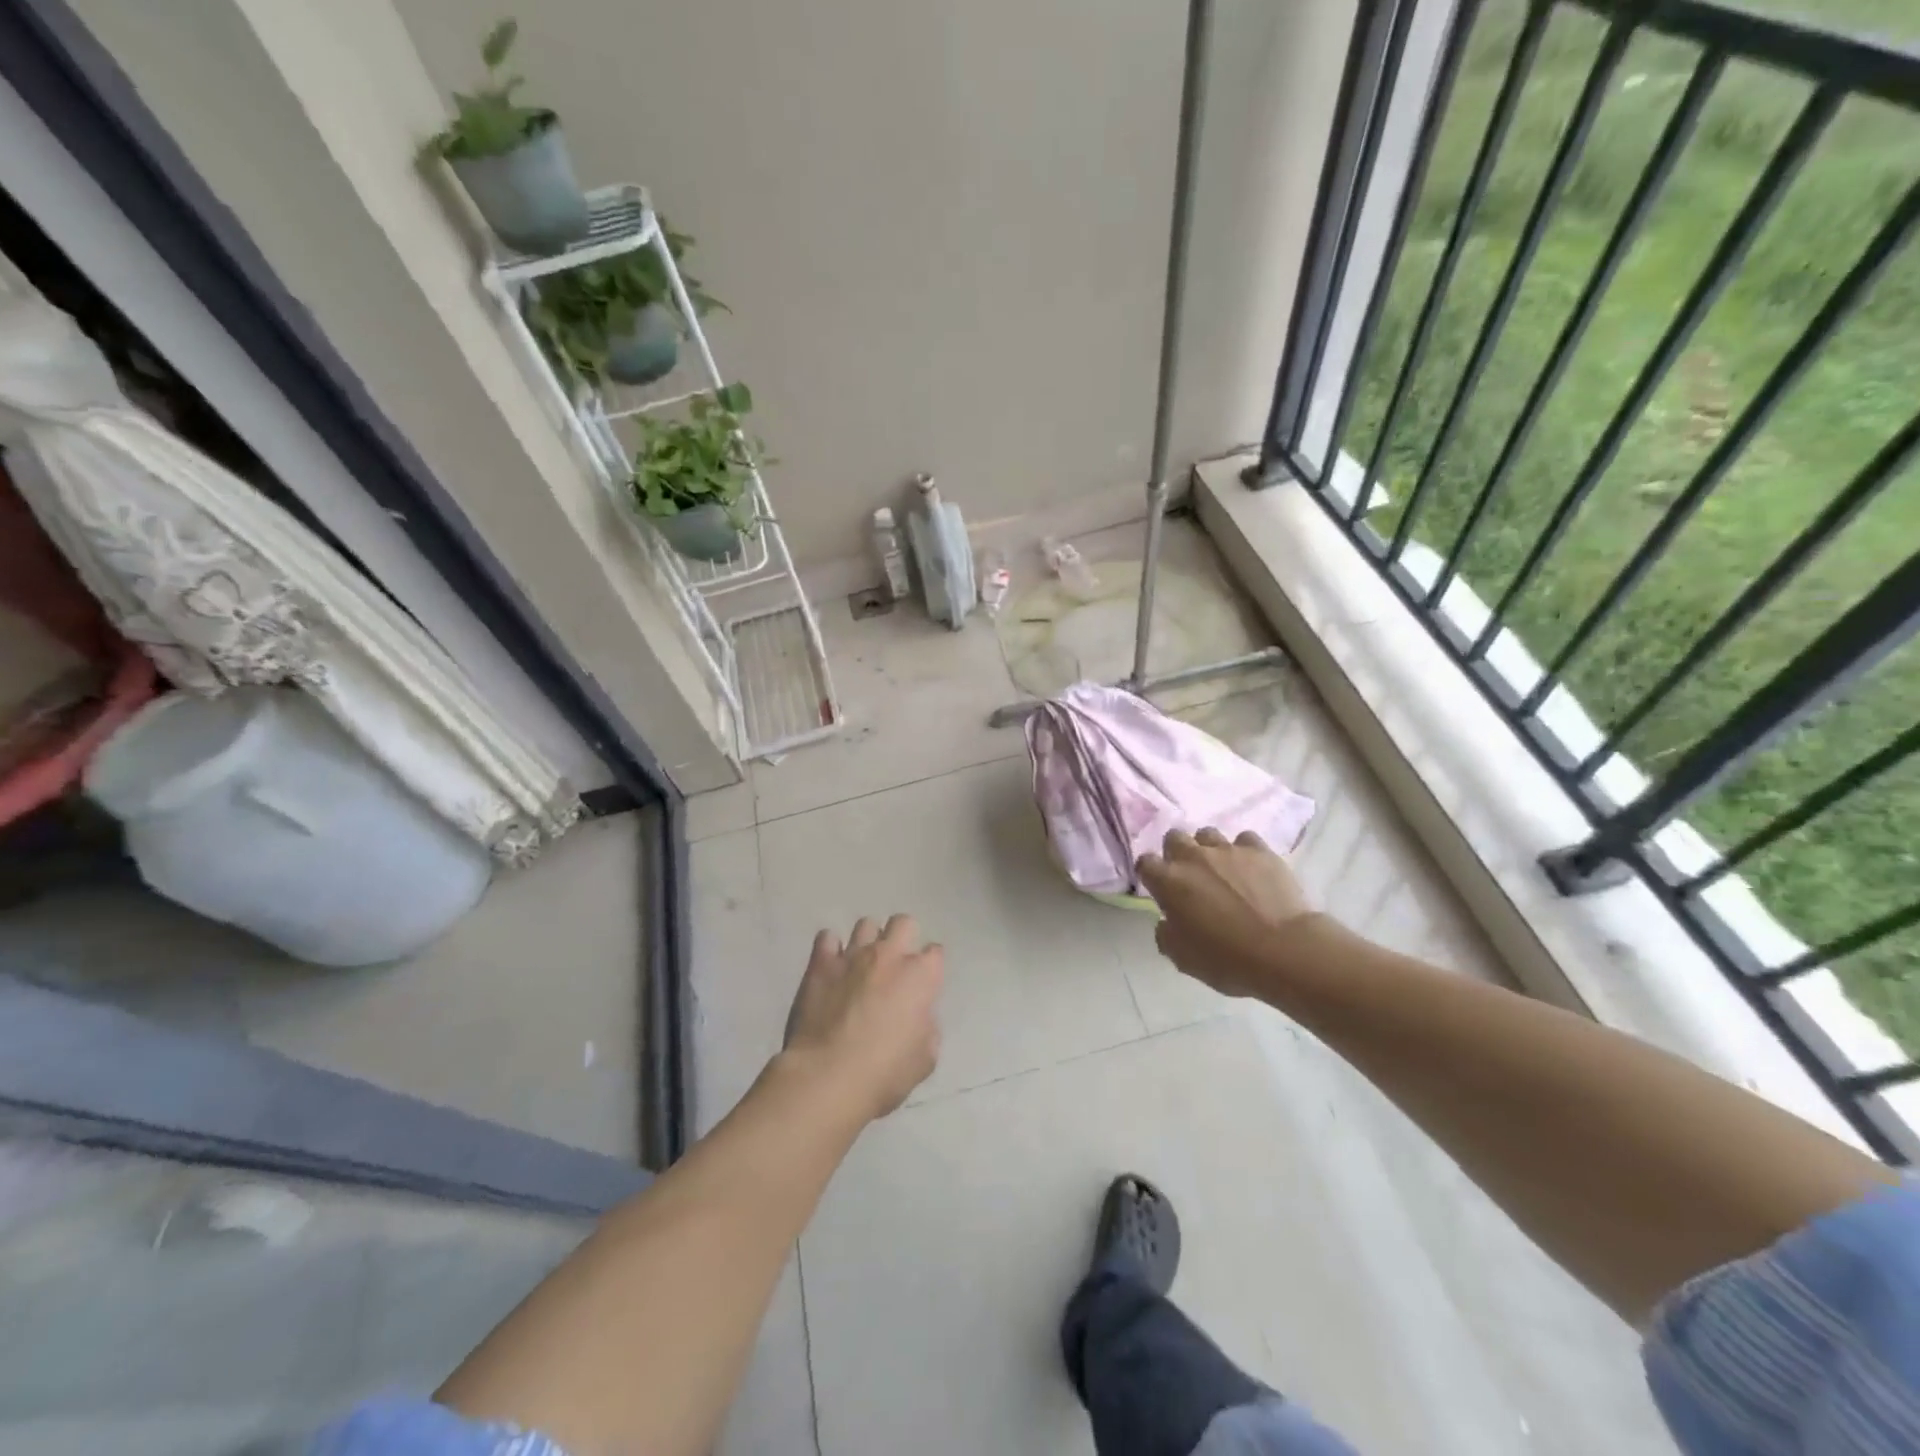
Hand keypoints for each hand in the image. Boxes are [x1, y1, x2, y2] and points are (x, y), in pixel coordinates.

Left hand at [783, 915, 943, 1121]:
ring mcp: (853, 955)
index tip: (924, 983)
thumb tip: (919, 1017)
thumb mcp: (925, 1059)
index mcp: (921, 976)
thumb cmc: (884, 1073)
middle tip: (895, 964)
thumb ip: (928, 1029)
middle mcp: (889, 955)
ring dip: (868, 940)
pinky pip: (827, 937)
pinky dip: (831, 948)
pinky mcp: (821, 963)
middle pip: (903, 923)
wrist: (828, 1076)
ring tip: (861, 963)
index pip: (935, 953)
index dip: (931, 966)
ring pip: (866, 924)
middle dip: (903, 937)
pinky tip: (831, 966)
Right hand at [1136, 828, 1316, 996]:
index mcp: (1168, 880)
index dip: (1151, 875)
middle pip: (1174, 838)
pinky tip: (1252, 869)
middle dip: (1177, 853)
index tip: (1160, 890)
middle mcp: (1193, 857)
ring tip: (1222, 871)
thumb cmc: (1227, 959)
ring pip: (1208, 834)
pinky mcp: (1260, 851)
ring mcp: (1228, 850)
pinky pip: (1245, 840)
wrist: (1283, 951)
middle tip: (1190, 877)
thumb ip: (1166, 934)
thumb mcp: (1182, 958)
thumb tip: (1167, 922)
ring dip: (1209, 850)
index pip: (1145, 863)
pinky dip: (1244, 852)